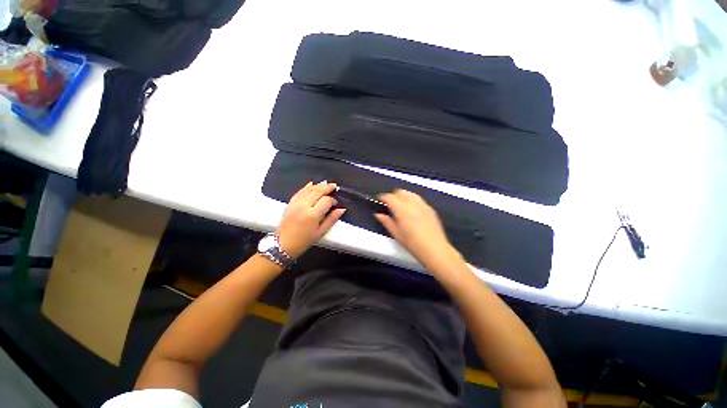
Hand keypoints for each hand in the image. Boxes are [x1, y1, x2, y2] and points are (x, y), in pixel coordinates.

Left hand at [276, 181, 345, 257]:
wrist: (283, 244)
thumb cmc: (304, 241)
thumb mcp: (321, 232)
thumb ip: (332, 219)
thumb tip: (341, 209)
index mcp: (313, 214)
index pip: (326, 200)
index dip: (333, 200)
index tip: (336, 203)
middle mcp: (304, 206)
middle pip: (317, 191)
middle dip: (327, 187)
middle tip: (334, 186)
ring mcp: (295, 203)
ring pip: (309, 189)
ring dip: (318, 185)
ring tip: (326, 183)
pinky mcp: (290, 203)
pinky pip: (299, 192)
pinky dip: (306, 187)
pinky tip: (311, 184)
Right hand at [375, 190, 461, 269]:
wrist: (434, 249)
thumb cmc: (413, 243)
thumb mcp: (396, 233)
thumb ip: (386, 221)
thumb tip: (378, 215)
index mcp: (401, 209)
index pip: (389, 197)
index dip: (382, 197)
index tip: (379, 200)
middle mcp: (412, 203)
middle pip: (400, 192)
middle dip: (393, 195)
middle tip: (389, 204)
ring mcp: (423, 205)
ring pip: (410, 193)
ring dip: (403, 196)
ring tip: (400, 206)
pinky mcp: (430, 209)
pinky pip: (419, 199)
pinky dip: (412, 201)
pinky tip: (412, 211)